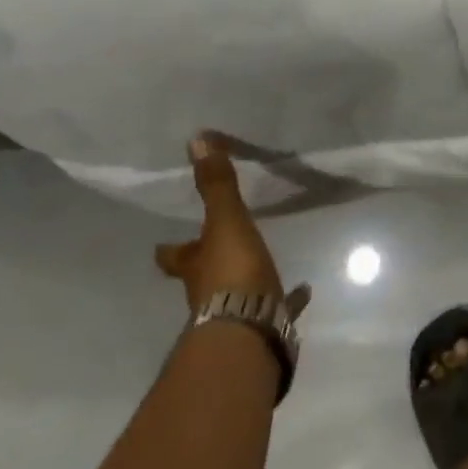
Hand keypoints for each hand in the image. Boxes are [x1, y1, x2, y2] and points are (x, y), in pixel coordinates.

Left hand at [156, 133, 311, 319]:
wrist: (251, 329)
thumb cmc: (232, 272)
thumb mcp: (225, 221)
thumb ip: (216, 185)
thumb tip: (196, 139)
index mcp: (195, 266)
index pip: (174, 255)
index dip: (169, 248)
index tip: (164, 243)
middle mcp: (207, 290)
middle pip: (201, 275)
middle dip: (205, 265)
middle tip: (214, 251)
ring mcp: (236, 309)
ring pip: (236, 292)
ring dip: (244, 281)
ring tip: (262, 265)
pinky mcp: (266, 321)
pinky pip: (278, 305)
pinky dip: (288, 298)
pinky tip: (303, 290)